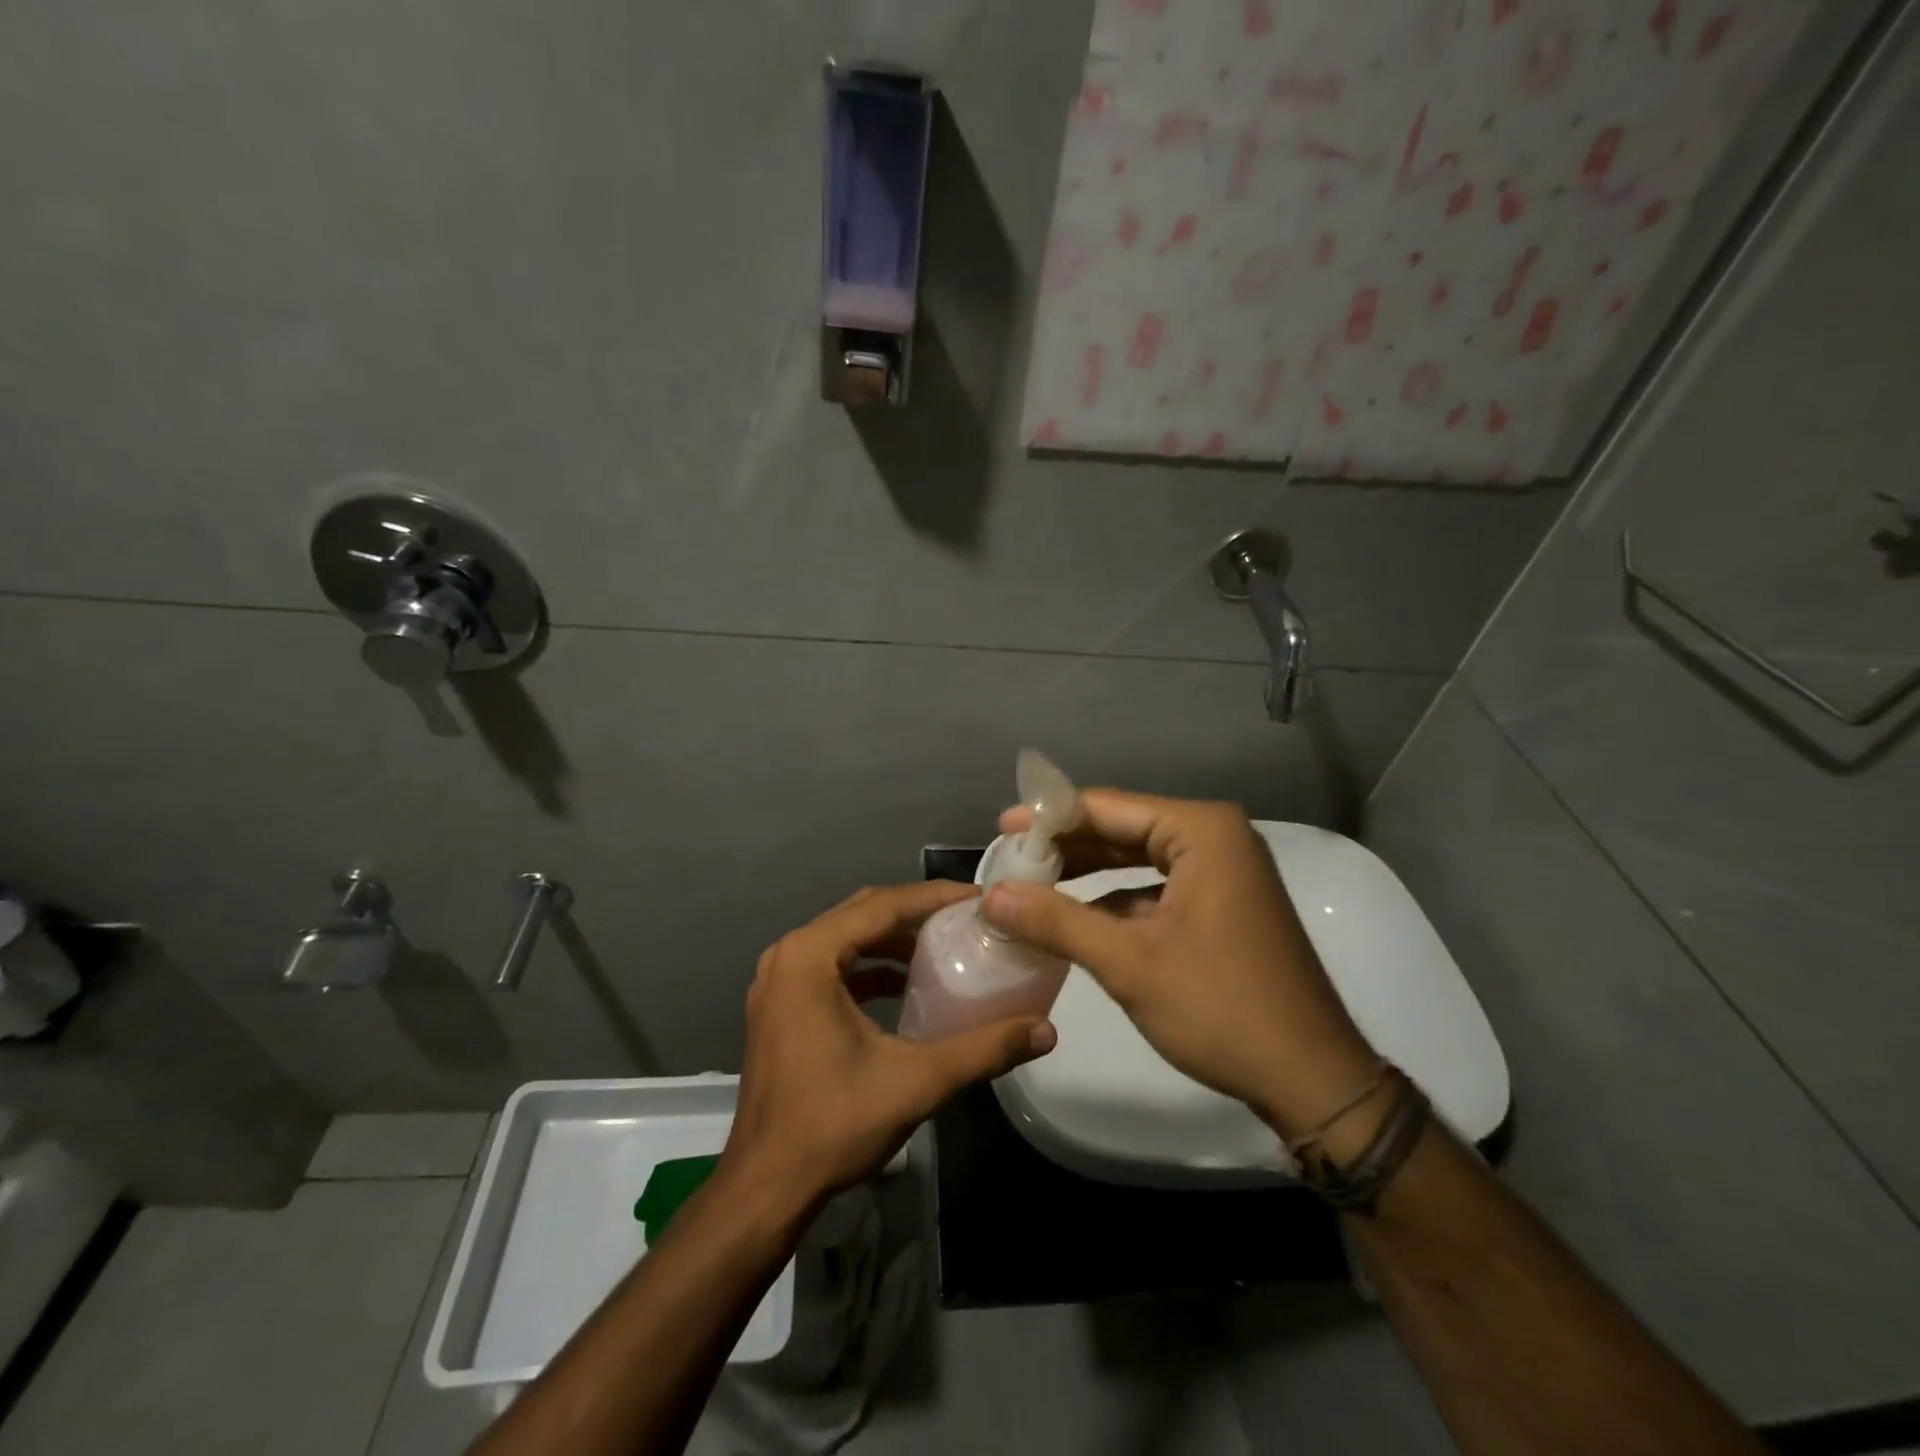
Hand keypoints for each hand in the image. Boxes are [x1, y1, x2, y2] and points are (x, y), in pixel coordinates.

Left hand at [722, 881, 1057, 1211]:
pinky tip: (905, 986)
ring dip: (892, 938)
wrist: (765, 1187)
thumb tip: (1046, 1031)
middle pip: (862, 913)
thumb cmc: (833, 1125)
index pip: (882, 906)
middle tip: (967, 918)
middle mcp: (788, 954)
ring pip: (846, 937)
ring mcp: (779, 980)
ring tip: (943, 946)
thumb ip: (983, 1049)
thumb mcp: (916, 1081)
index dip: (934, 898)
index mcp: (809, 956)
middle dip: (916, 912)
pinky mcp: (781, 1005)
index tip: (979, 898)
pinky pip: (832, 965)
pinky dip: (870, 966)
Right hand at [982, 791, 1376, 1141]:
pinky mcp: (1222, 904)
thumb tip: (990, 894)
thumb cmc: (1220, 1007)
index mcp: (1201, 831)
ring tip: (1031, 882)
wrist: (1311, 1079)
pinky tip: (1075, 916)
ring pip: (1138, 858)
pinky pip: (1156, 886)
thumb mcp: (1128, 962)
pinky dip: (1115, 898)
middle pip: (1123, 828)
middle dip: (1066, 846)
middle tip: (1010, 859)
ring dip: (1087, 873)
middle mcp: (1216, 837)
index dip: (1049, 818)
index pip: (1108, 807)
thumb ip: (1055, 921)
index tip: (1001, 829)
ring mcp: (1224, 871)